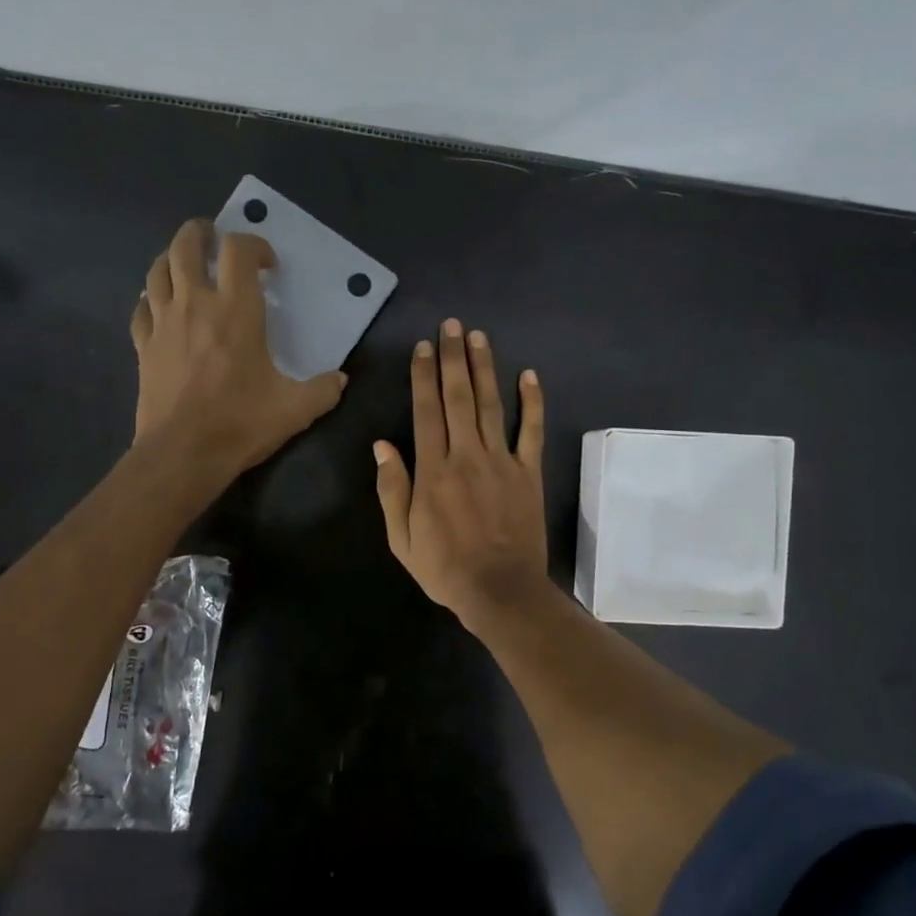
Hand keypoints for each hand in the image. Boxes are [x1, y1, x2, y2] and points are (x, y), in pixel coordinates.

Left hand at [131, 220, 346, 478]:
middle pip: (187, 246)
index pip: (238, 251)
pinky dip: (151, 299)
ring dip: (172, 258)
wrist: (183, 453)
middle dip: (201, 233)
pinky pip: (141, 308)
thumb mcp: (296, 409)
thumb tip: (340, 379)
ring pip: (158, 271)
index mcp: (236, 310)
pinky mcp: (144, 346)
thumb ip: (323, 390)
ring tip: (186, 264)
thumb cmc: (241, 423)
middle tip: (214, 238)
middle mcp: (195, 304)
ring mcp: (163, 323)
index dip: (254, 245)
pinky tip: (160, 306)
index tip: (267, 264)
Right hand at [374, 319, 548, 628]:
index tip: (424, 346)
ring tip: (479, 337)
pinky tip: (529, 375)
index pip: (426, 410)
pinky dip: (532, 402)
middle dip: (453, 358)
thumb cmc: (445, 568)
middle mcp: (466, 455)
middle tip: (452, 325)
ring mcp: (502, 461)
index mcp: (433, 470)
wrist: (500, 590)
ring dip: (485, 368)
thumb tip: (382, 445)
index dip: (423, 375)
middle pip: (458, 397)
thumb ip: (392, 489)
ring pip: (492, 405)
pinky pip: (532, 431)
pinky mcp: (529, 473)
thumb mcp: (401, 538)